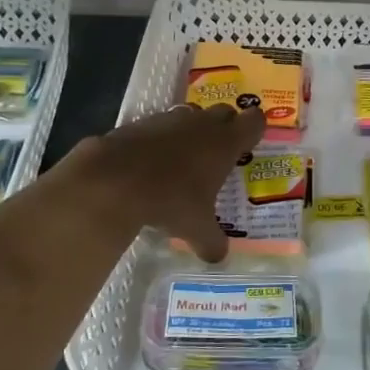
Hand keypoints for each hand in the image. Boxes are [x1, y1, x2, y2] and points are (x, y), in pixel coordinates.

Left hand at [54, 103, 265, 259]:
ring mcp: (170, 119)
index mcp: (224, 143)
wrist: (114, 180)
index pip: (254, 121)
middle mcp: (202, 124)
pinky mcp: (141, 122)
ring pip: (192, 115)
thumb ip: (212, 241)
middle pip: (225, 112)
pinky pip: (160, 124)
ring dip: (193, 130)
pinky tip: (152, 160)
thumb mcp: (195, 228)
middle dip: (225, 126)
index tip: (250, 143)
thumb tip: (219, 257)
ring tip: (186, 157)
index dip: (255, 128)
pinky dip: (161, 138)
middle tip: (221, 151)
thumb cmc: (170, 200)